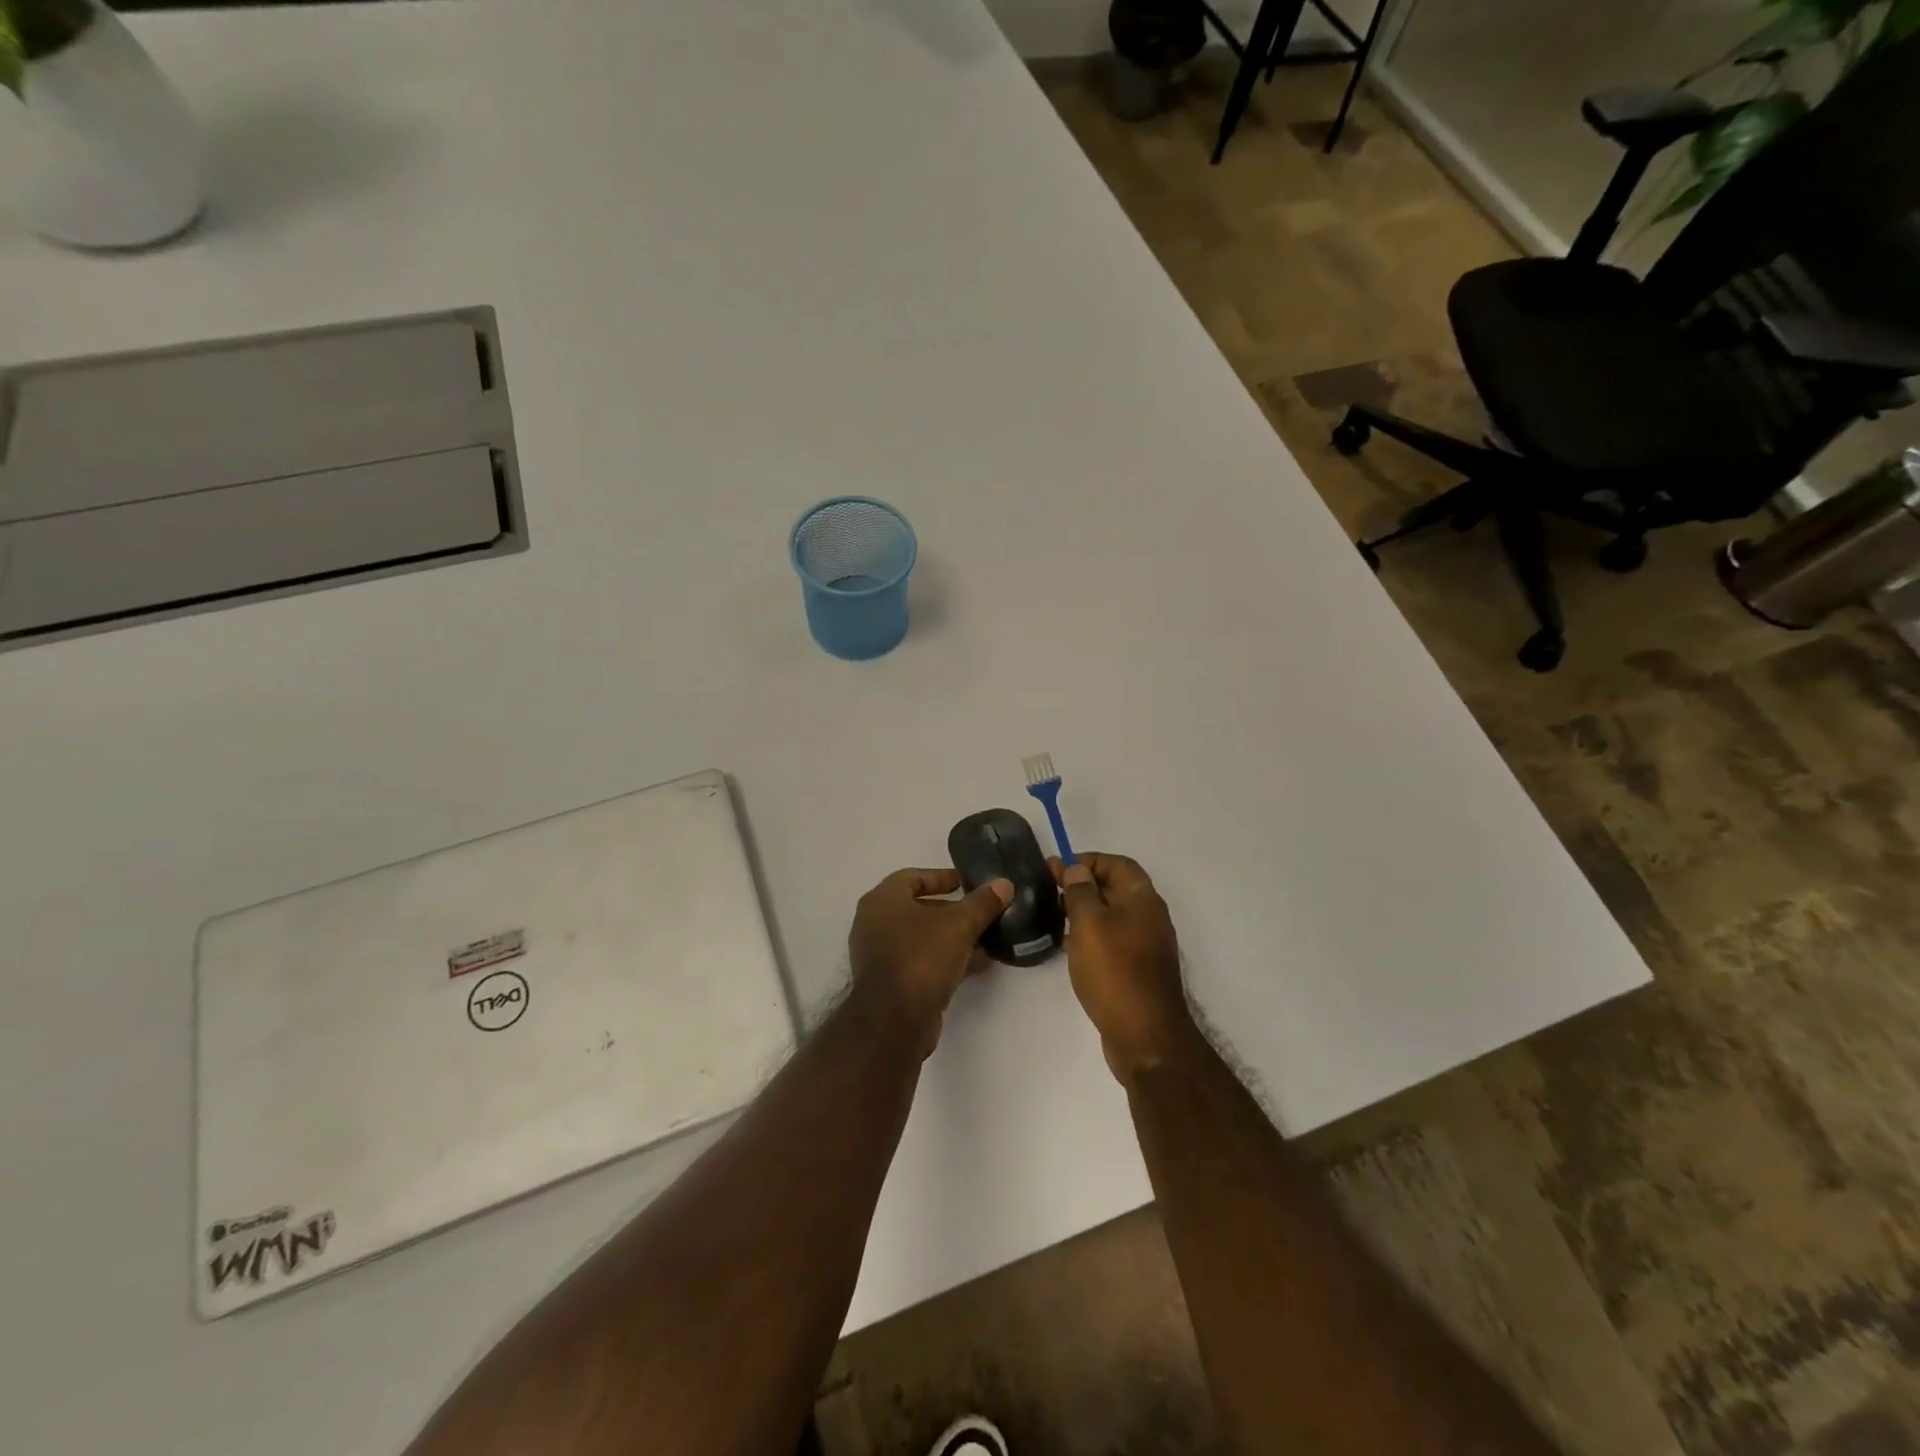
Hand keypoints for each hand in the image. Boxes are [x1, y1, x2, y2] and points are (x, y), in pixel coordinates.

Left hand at [848, 868, 1012, 1057]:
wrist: (894, 1021)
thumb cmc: (922, 957)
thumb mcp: (960, 924)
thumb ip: (982, 903)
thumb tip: (1004, 884)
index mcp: (883, 900)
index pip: (913, 877)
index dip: (943, 877)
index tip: (968, 883)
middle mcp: (875, 923)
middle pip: (919, 908)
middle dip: (952, 910)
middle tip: (981, 911)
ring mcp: (880, 955)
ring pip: (922, 938)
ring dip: (953, 937)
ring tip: (987, 938)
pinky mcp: (891, 983)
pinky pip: (921, 961)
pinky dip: (946, 959)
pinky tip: (978, 964)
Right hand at [1053, 853, 1195, 1081]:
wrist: (1145, 1036)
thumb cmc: (1114, 971)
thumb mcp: (1089, 924)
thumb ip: (1080, 891)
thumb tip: (1077, 869)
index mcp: (1142, 898)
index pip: (1116, 863)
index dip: (1086, 860)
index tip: (1056, 870)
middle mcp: (1149, 916)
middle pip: (1115, 887)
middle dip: (1082, 885)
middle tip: (1049, 891)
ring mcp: (1146, 945)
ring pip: (1112, 915)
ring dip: (1085, 911)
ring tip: (1055, 918)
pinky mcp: (1138, 969)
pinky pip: (1113, 940)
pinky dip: (1092, 936)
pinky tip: (1071, 948)